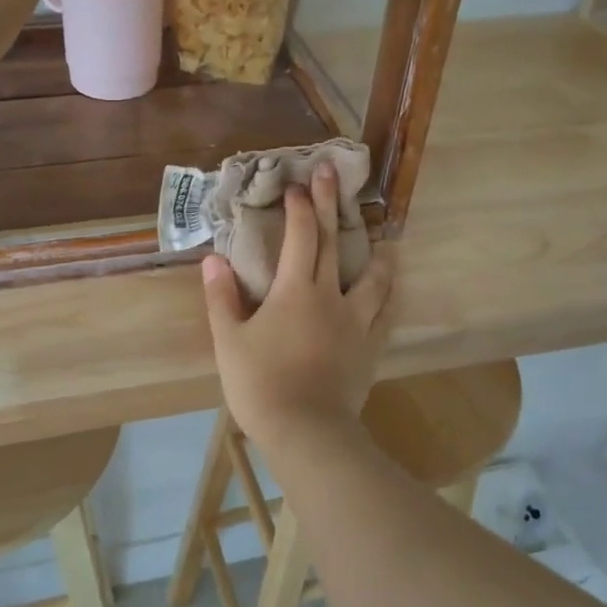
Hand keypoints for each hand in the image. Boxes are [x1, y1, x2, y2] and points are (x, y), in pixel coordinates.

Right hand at [202, 163, 395, 448]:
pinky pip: (385, 314)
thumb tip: (214, 260)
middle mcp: (330, 296)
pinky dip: (389, 296)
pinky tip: (391, 290)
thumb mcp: (229, 340)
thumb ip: (222, 298)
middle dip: (332, 205)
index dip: (300, 207)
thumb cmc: (260, 384)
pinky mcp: (369, 347)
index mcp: (295, 290)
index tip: (297, 184)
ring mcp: (356, 322)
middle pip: (334, 242)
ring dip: (376, 252)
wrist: (306, 432)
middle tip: (334, 174)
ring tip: (383, 239)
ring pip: (373, 278)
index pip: (300, 236)